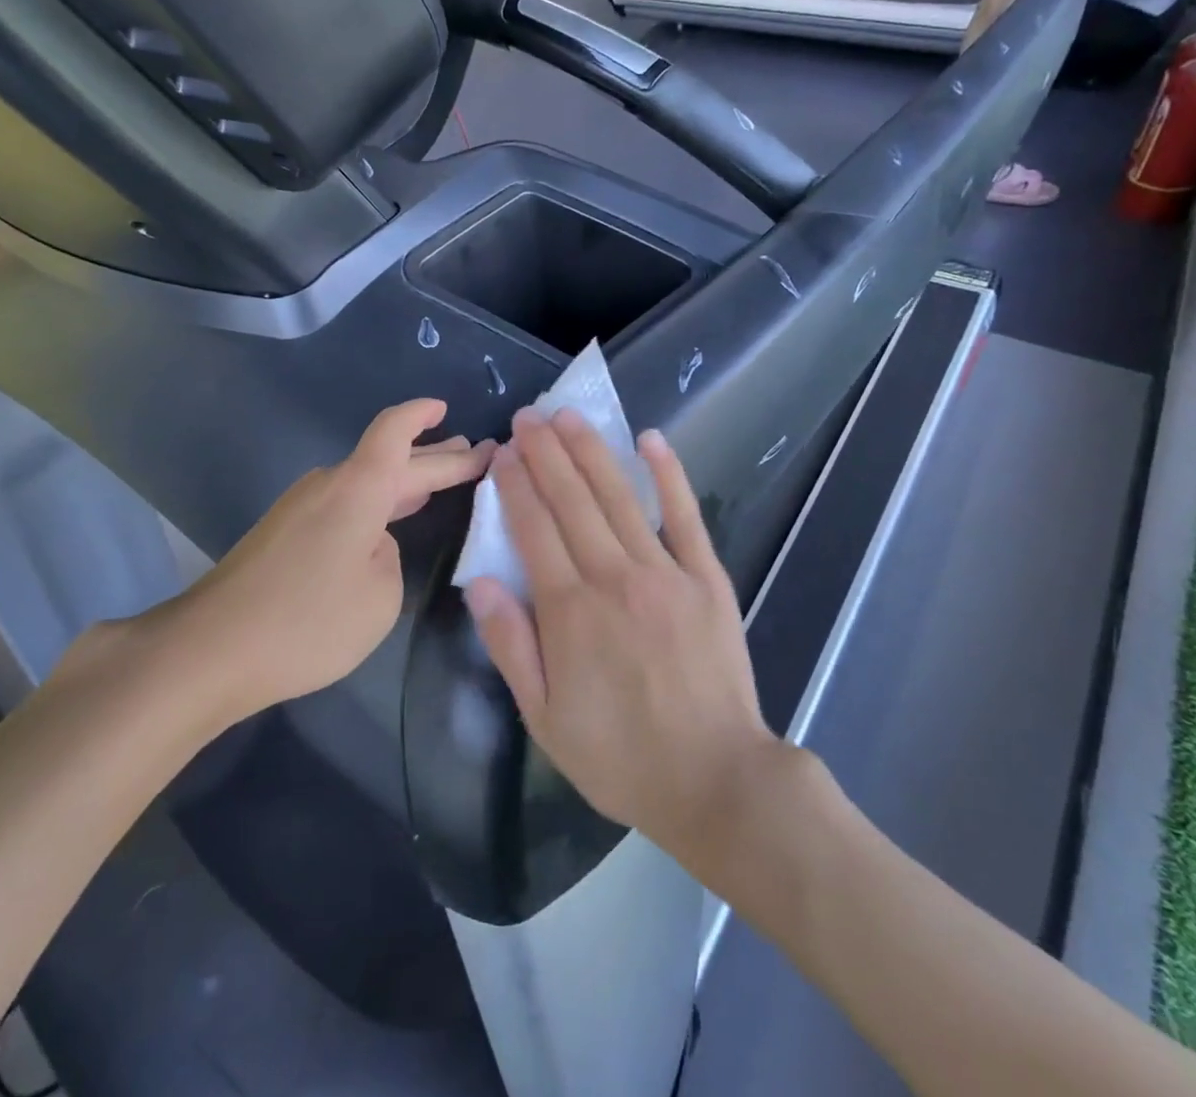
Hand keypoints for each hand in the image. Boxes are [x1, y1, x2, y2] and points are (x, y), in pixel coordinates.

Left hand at [175, 400, 492, 722]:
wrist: (211, 649)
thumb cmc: (308, 620)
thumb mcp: (380, 598)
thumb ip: (390, 560)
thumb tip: (373, 546)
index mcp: (358, 488)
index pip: (395, 432)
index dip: (422, 415)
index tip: (444, 408)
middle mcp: (328, 484)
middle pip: (387, 457)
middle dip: (433, 456)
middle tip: (472, 453)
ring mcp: (300, 508)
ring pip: (364, 482)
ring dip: (403, 481)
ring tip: (437, 482)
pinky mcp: (283, 533)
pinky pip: (343, 504)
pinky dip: (375, 504)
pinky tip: (388, 521)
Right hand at [463, 409, 779, 858]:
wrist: (715, 780)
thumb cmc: (620, 756)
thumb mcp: (544, 717)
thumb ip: (510, 645)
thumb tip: (479, 581)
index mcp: (569, 611)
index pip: (533, 529)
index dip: (515, 486)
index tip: (503, 453)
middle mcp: (613, 577)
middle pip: (572, 501)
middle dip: (546, 453)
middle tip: (529, 415)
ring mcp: (665, 572)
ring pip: (618, 497)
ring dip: (591, 452)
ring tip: (568, 415)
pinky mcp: (707, 578)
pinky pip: (684, 517)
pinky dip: (668, 475)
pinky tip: (651, 439)